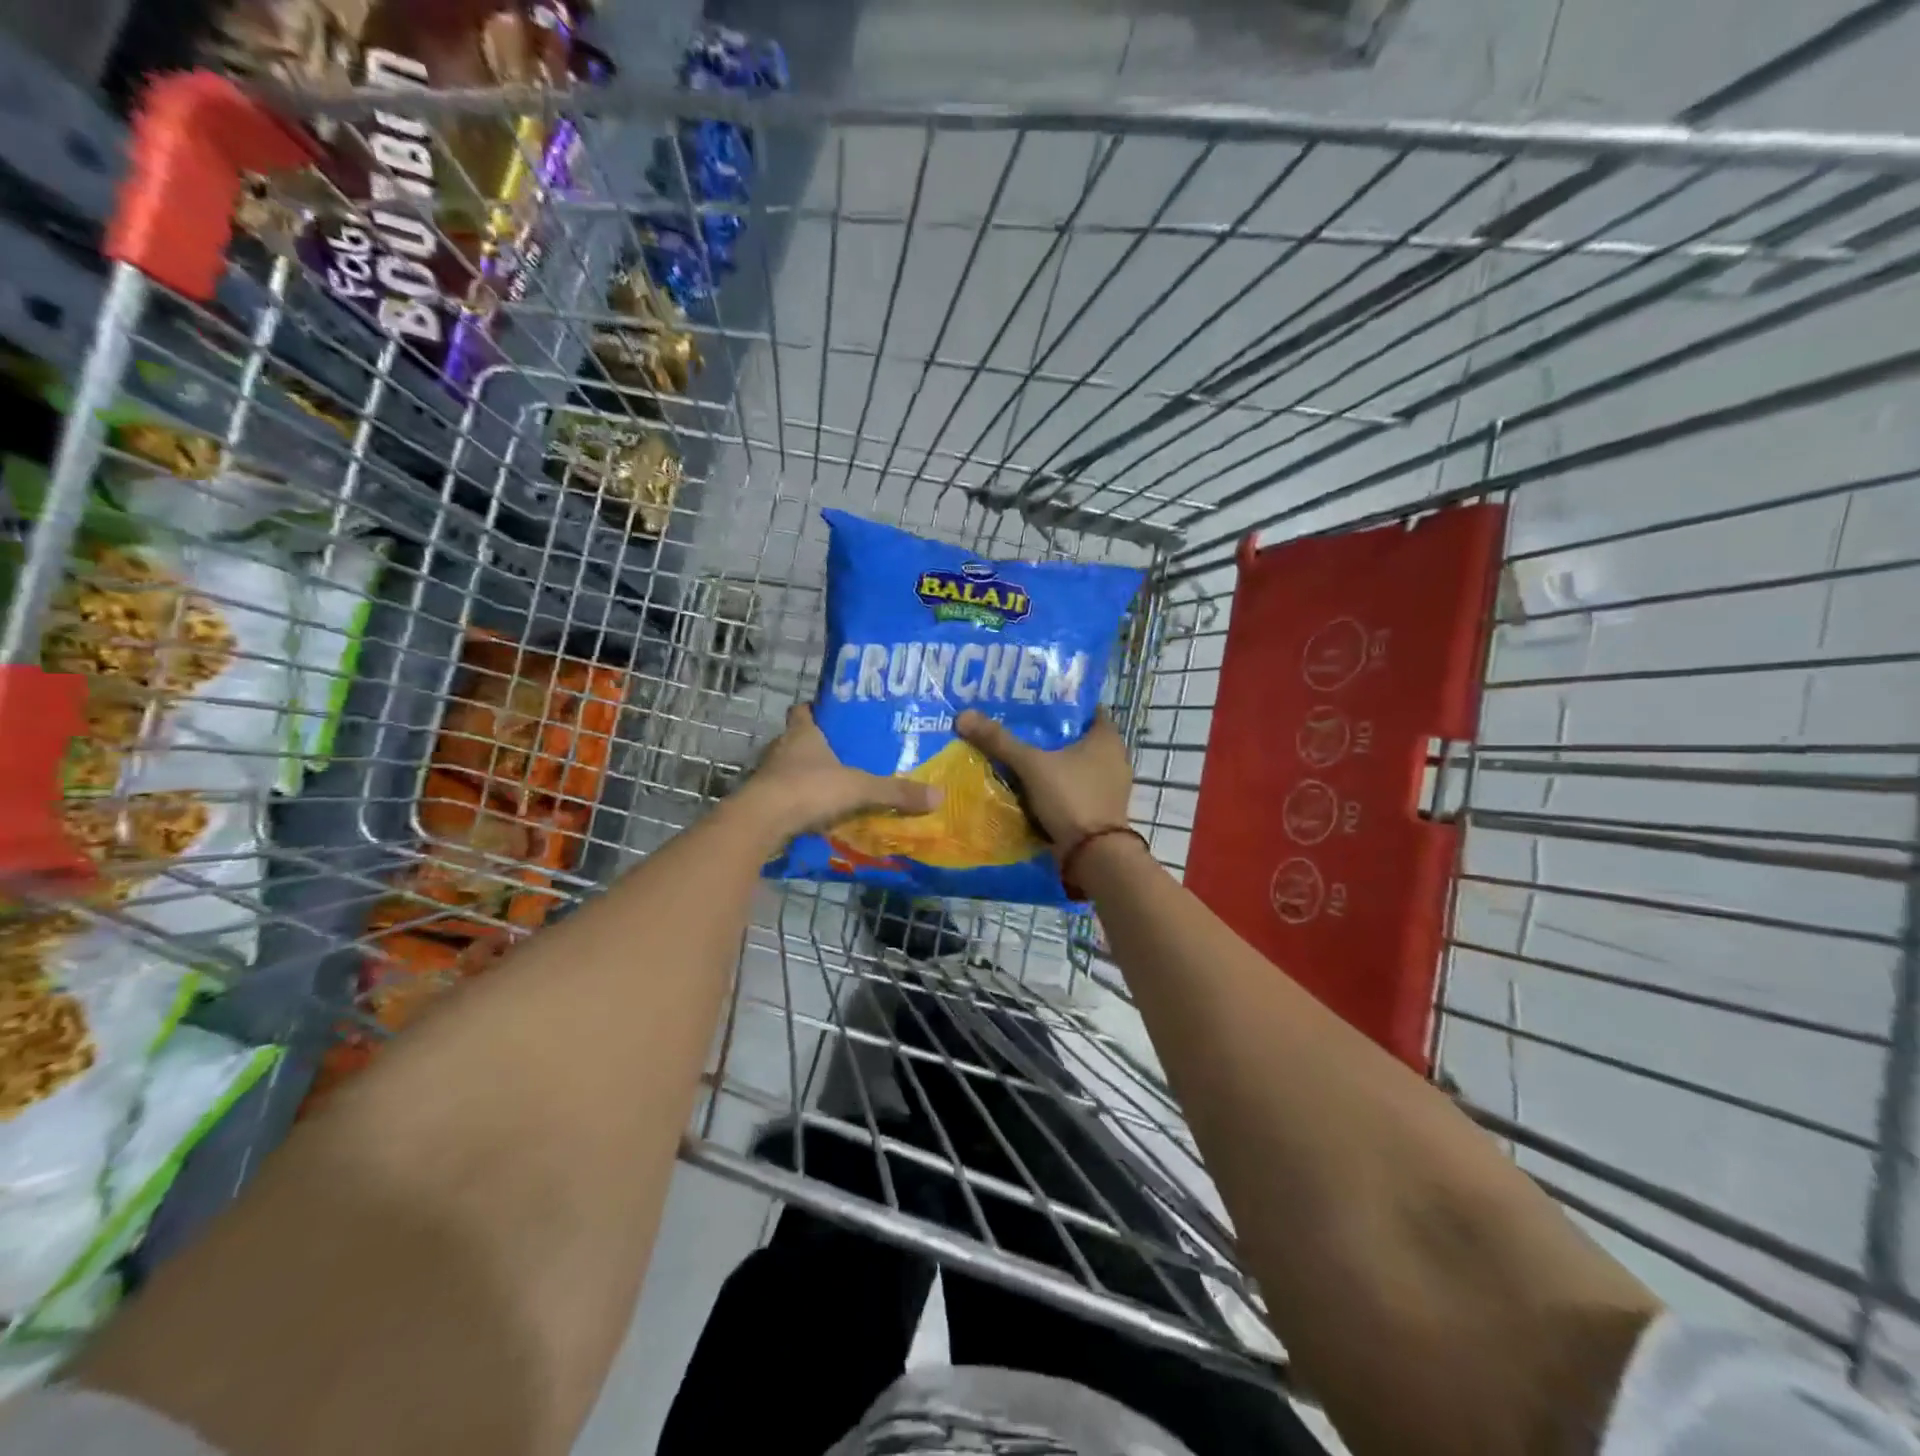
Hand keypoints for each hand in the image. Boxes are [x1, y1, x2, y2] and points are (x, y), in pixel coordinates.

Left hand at [740, 704, 942, 839]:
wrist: (763, 821)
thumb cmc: (809, 788)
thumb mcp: (860, 788)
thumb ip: (895, 792)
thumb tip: (939, 795)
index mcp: (802, 734)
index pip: (803, 710)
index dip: (815, 710)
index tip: (831, 714)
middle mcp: (782, 749)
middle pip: (797, 740)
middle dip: (816, 746)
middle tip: (844, 753)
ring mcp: (769, 776)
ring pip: (789, 769)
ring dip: (806, 776)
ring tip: (834, 785)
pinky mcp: (763, 802)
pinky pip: (785, 797)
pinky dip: (799, 802)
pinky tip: (817, 813)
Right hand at [954, 708, 1133, 851]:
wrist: (1093, 856)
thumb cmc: (1071, 798)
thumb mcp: (1031, 765)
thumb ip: (999, 741)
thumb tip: (964, 716)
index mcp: (1107, 737)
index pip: (1085, 708)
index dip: (1060, 702)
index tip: (1032, 701)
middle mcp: (1114, 757)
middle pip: (1076, 737)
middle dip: (1048, 733)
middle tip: (1015, 725)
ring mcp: (1108, 786)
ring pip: (1074, 764)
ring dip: (1050, 761)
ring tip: (1017, 754)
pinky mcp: (1099, 808)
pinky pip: (1073, 787)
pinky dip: (1055, 784)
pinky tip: (1030, 785)